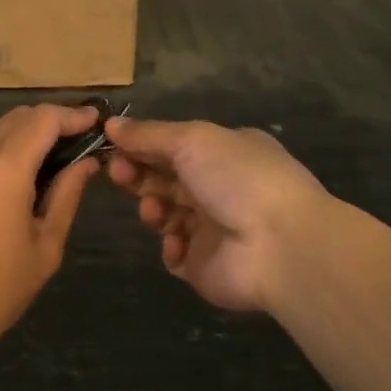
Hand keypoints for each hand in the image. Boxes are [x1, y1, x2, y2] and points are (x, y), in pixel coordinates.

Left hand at [0, 104, 100, 364]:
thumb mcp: (43, 248)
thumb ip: (66, 196)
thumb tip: (87, 164)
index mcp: (4, 168)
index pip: (45, 119)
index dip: (74, 115)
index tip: (97, 121)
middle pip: (20, 117)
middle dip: (52, 121)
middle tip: (81, 142)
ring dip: (28, 134)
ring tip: (56, 160)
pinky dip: (6, 148)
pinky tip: (22, 175)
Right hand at [104, 116, 349, 312]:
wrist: (279, 246)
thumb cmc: (237, 178)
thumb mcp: (191, 140)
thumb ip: (148, 134)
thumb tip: (111, 124)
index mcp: (224, 153)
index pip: (173, 146)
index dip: (142, 145)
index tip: (114, 146)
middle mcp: (220, 188)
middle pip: (165, 178)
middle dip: (138, 174)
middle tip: (119, 174)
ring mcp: (213, 229)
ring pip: (166, 213)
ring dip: (152, 208)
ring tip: (154, 211)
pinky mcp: (206, 265)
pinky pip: (175, 254)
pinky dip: (170, 247)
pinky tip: (177, 242)